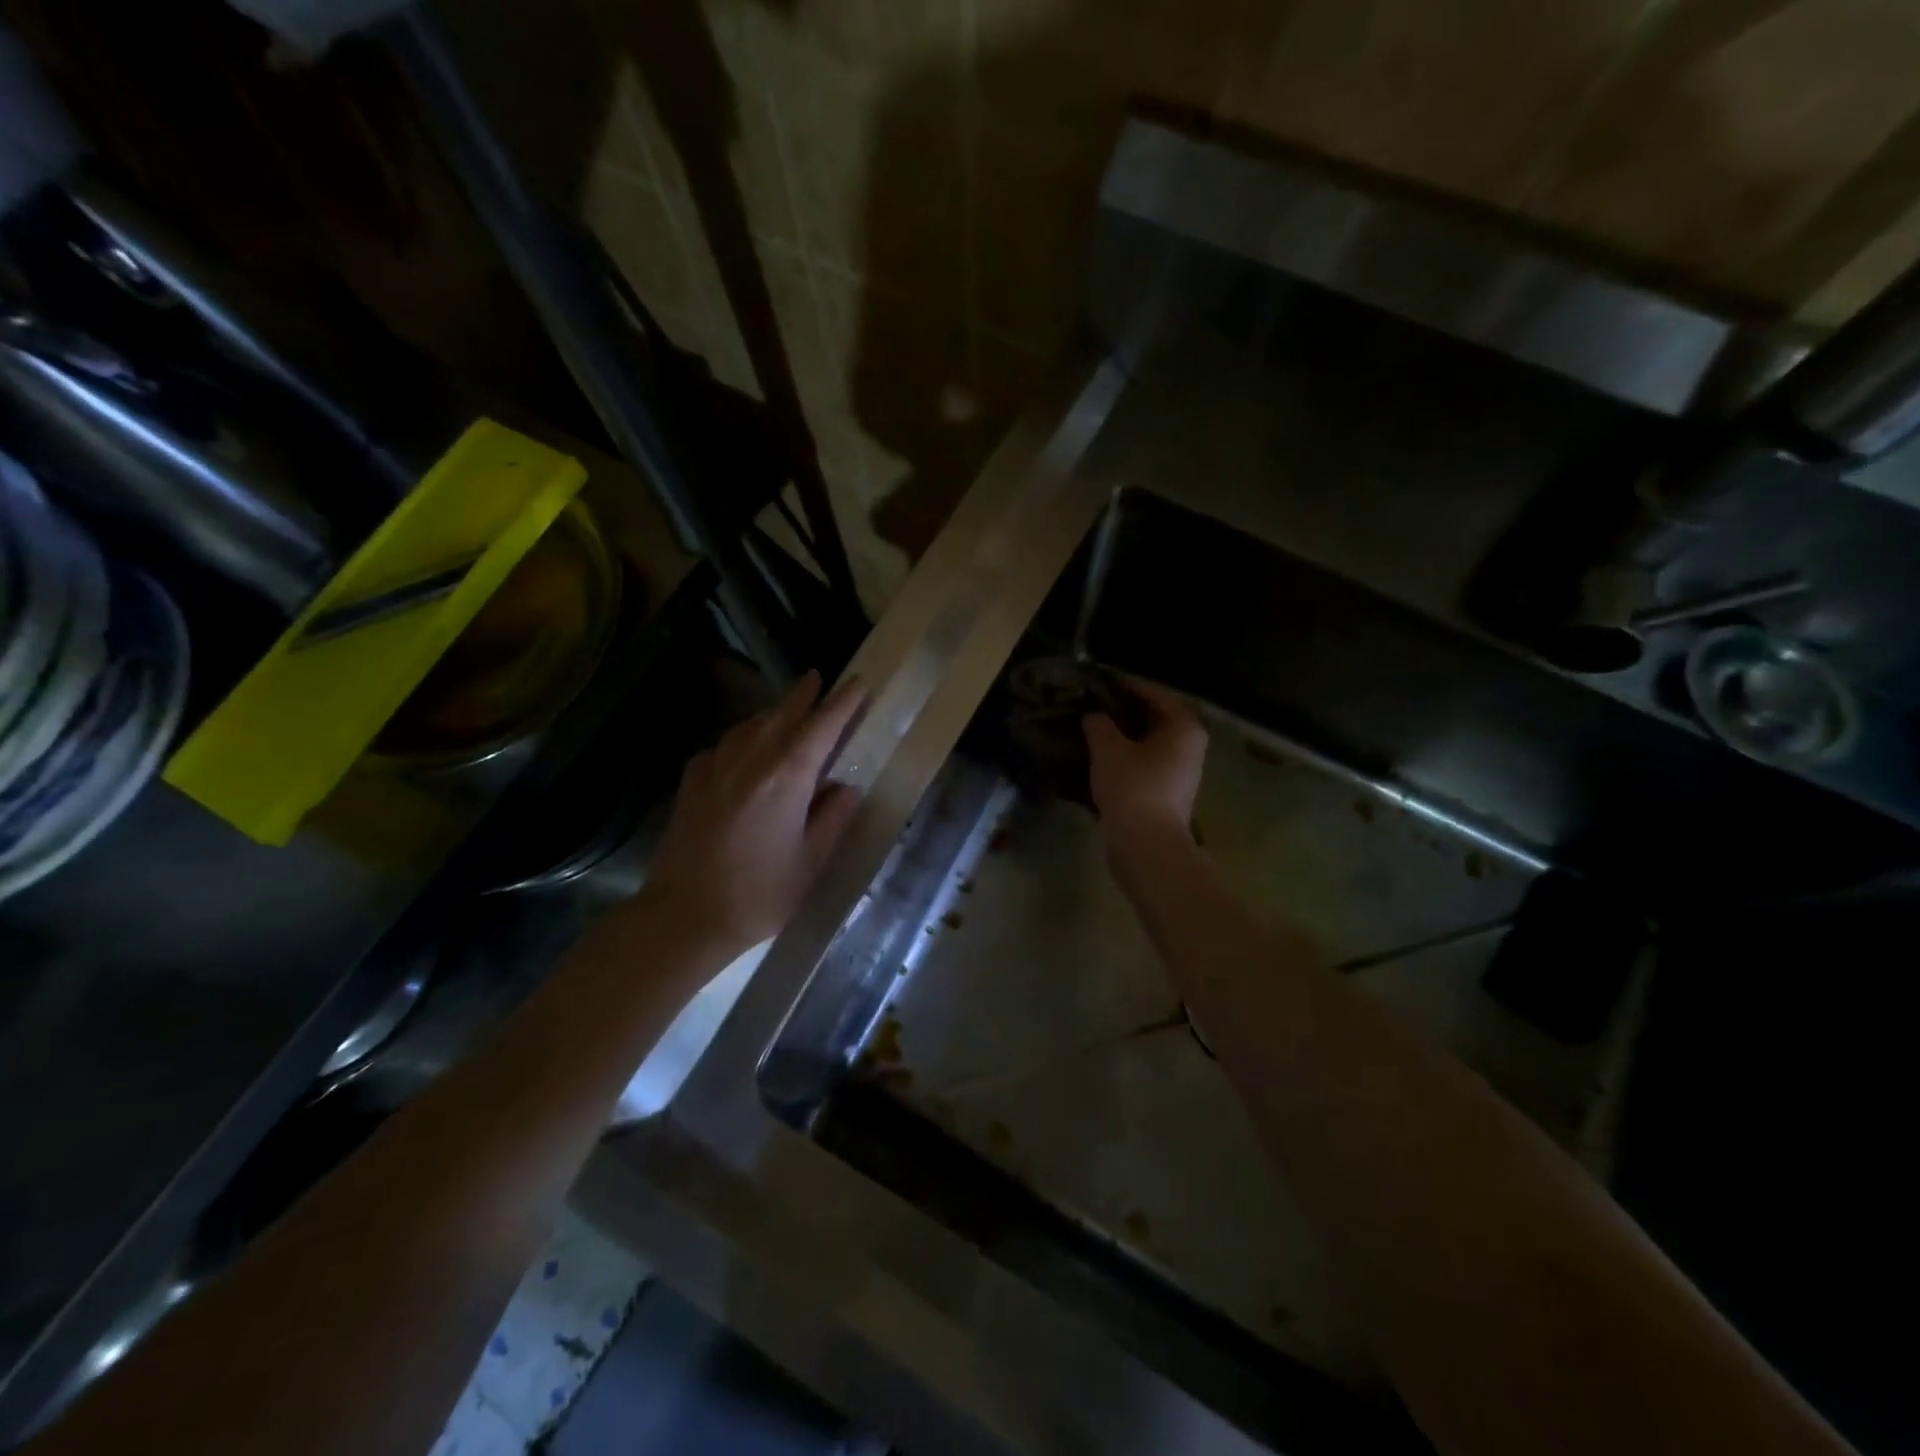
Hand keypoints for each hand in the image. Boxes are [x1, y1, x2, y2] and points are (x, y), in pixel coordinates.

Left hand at [644, 670, 865, 956]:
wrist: (684, 915)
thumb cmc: (759, 894)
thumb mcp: (811, 862)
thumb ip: (832, 819)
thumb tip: (846, 788)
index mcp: (787, 778)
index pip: (821, 728)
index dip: (842, 704)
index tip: (857, 684)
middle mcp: (750, 761)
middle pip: (781, 715)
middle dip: (802, 694)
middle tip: (816, 678)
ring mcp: (715, 769)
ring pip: (749, 726)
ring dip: (771, 713)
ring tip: (784, 710)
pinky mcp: (692, 784)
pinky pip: (722, 746)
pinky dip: (740, 739)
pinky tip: (742, 750)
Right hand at [1083, 679, 1206, 838]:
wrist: (1146, 844)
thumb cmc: (1132, 787)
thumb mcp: (1108, 748)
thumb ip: (1099, 723)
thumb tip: (1093, 715)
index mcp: (1184, 727)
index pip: (1154, 693)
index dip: (1124, 686)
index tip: (1097, 681)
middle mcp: (1189, 745)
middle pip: (1153, 717)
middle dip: (1122, 711)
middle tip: (1090, 704)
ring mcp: (1181, 771)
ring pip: (1148, 742)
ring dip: (1122, 736)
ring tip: (1090, 729)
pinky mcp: (1167, 792)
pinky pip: (1144, 763)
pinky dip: (1125, 756)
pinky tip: (1099, 757)